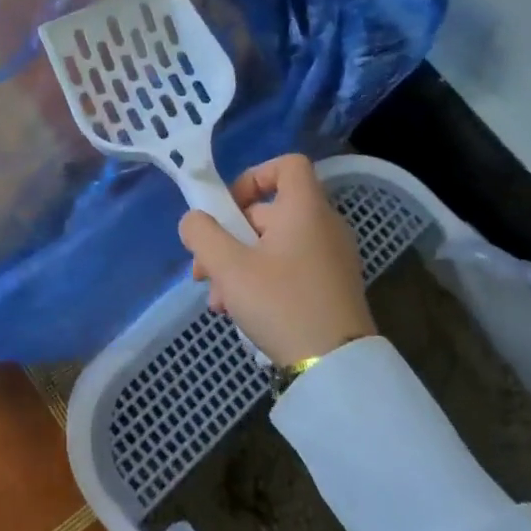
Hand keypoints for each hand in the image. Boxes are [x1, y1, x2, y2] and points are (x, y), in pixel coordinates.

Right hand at [178, 153, 376, 364]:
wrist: (336, 366)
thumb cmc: (281, 303)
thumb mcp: (228, 267)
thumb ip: (202, 234)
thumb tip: (194, 220)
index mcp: (305, 210)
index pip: (287, 165)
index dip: (253, 176)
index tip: (228, 208)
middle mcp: (323, 226)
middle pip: (268, 212)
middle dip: (228, 238)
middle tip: (204, 271)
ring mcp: (330, 258)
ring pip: (273, 246)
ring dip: (238, 265)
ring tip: (218, 301)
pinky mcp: (331, 287)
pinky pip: (289, 268)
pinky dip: (261, 280)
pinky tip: (239, 312)